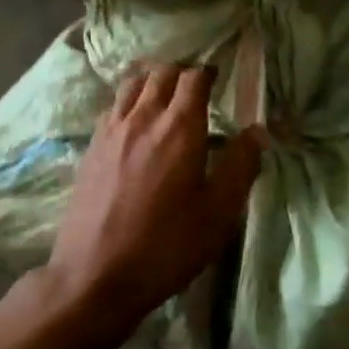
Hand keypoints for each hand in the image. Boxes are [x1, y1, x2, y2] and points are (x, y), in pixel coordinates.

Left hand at [44, 63, 263, 345]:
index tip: (220, 79)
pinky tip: (135, 122)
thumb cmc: (166, 246)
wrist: (95, 275)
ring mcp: (112, 130)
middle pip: (161, 73)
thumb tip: (257, 132)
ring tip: (165, 97)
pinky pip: (113, 106)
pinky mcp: (91, 147)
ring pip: (132, 84)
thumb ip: (241, 166)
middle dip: (182, 72)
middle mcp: (143, 118)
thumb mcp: (218, 213)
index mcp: (180, 128)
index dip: (209, 72)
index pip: (194, 77)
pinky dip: (129, 101)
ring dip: (152, 81)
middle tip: (196, 88)